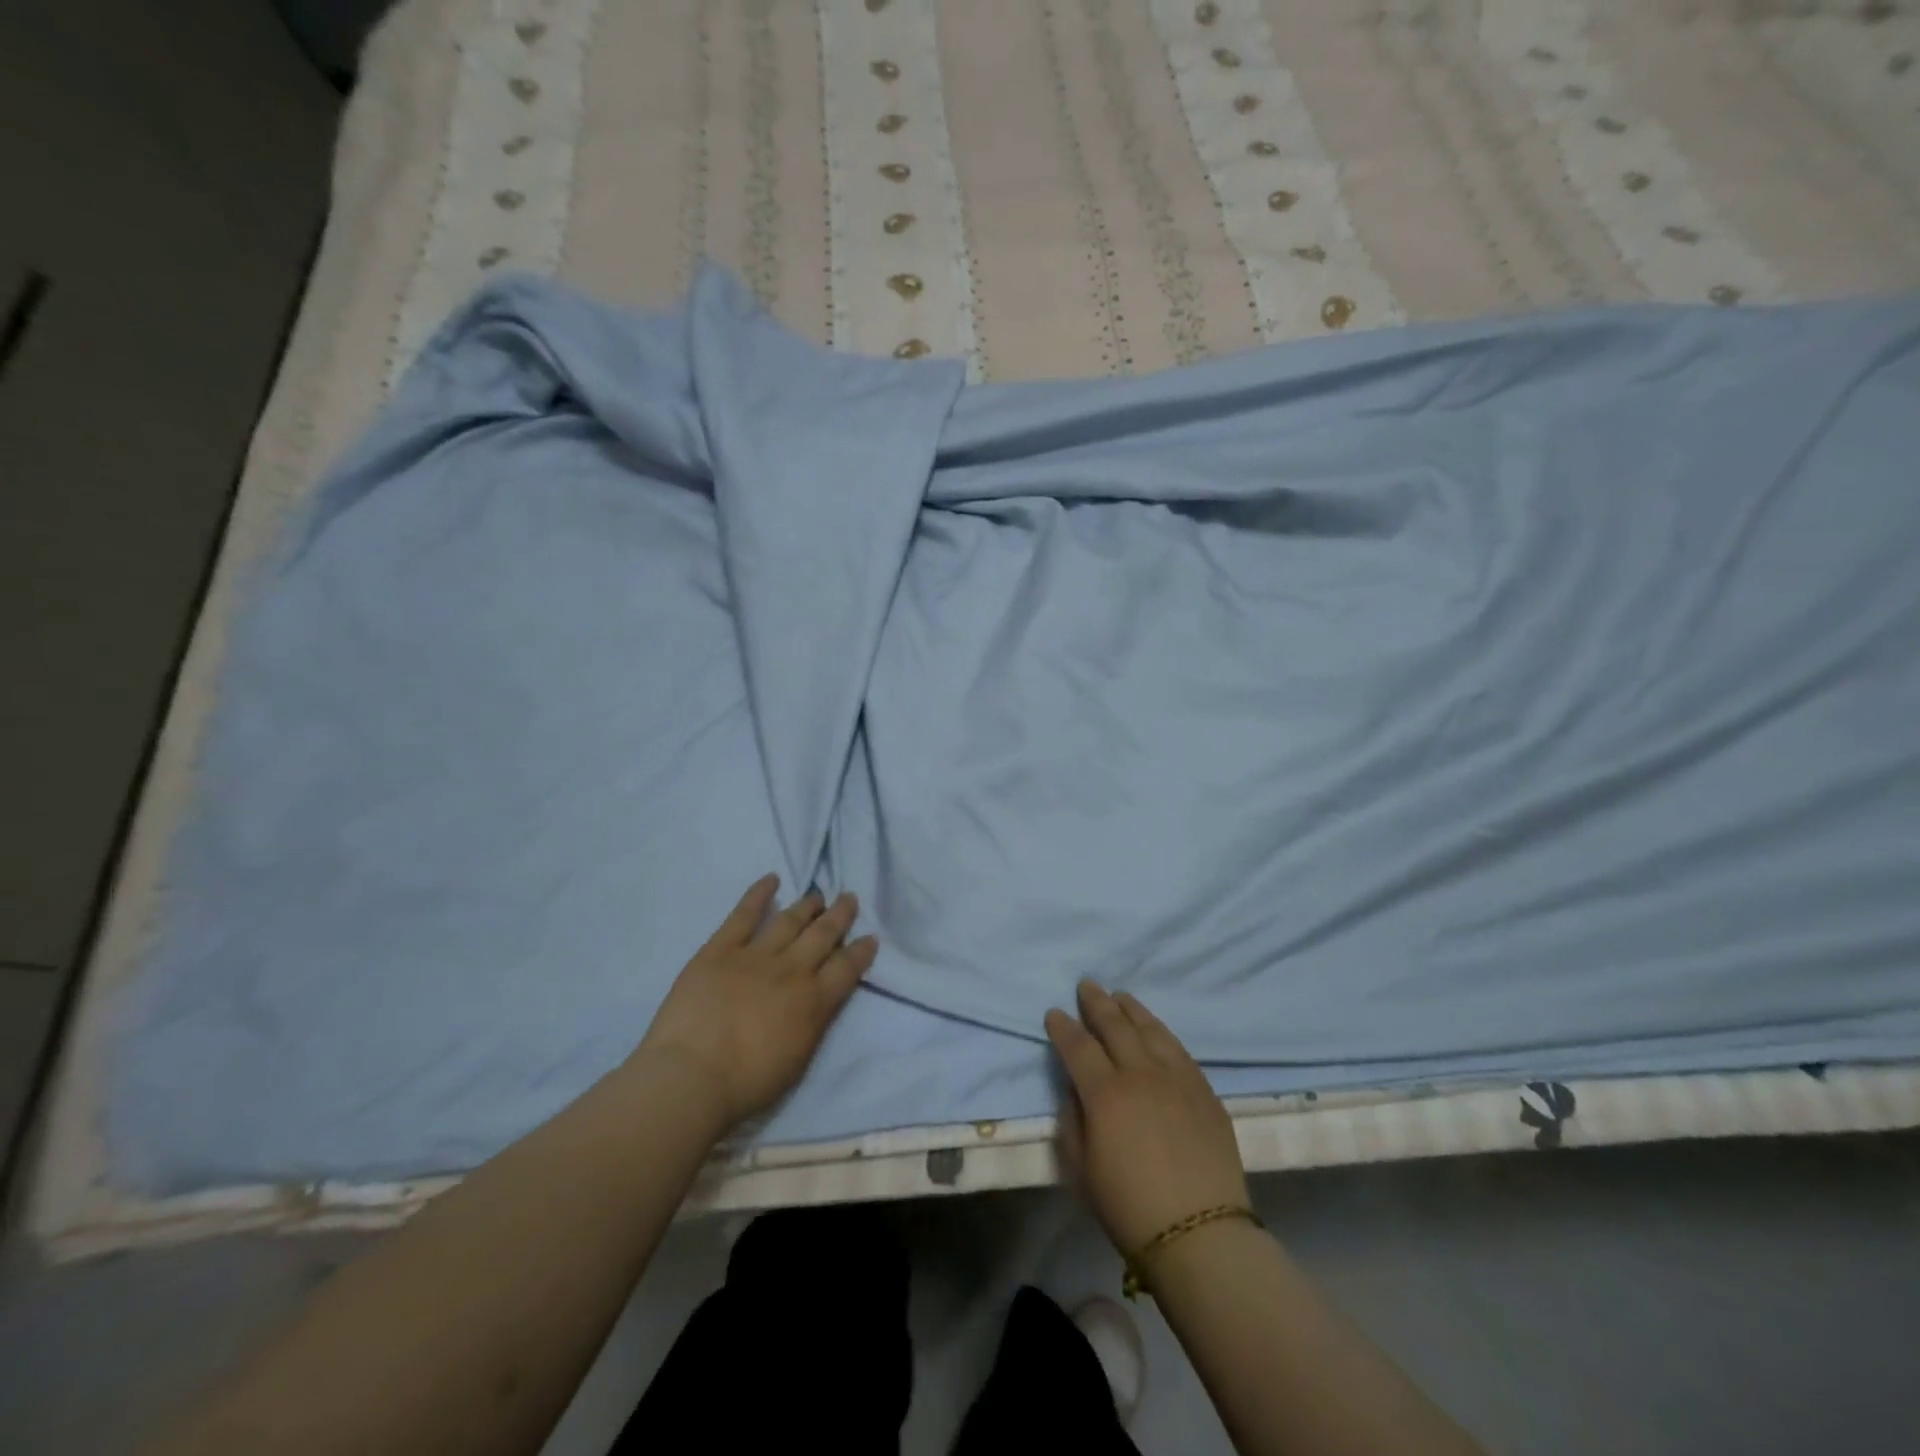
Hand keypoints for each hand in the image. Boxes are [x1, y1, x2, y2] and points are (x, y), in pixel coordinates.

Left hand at [635, 876, 876, 1131]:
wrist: (692, 1076)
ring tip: (817, 894)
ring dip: (807, 905)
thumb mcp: (798, 1060)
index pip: (847, 968)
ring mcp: (755, 956)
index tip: (870, 937)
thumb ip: (814, 1023)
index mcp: (814, 1002)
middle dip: (839, 916)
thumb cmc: (746, 1084)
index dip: (861, 951)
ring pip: (789, 921)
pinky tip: (771, 879)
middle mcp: (792, 970)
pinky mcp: (720, 950)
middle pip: (823, 935)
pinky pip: (743, 915)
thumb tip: (821, 1001)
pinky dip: (758, 894)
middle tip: (849, 898)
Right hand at [1045, 979, 1249, 1255]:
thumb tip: (1076, 1089)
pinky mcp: (1204, 1090)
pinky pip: (1178, 1048)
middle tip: (1086, 985)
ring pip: (1150, 1028)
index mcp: (1105, 1093)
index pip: (1078, 1046)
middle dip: (1096, 1002)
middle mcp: (1140, 1073)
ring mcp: (1177, 1078)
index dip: (1063, 1027)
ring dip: (1131, 1008)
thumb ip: (1073, 1120)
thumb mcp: (1081, 1169)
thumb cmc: (1129, 1207)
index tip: (1054, 1012)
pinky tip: (1154, 1028)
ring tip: (1120, 995)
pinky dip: (1160, 1031)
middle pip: (1115, 1025)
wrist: (1201, 1234)